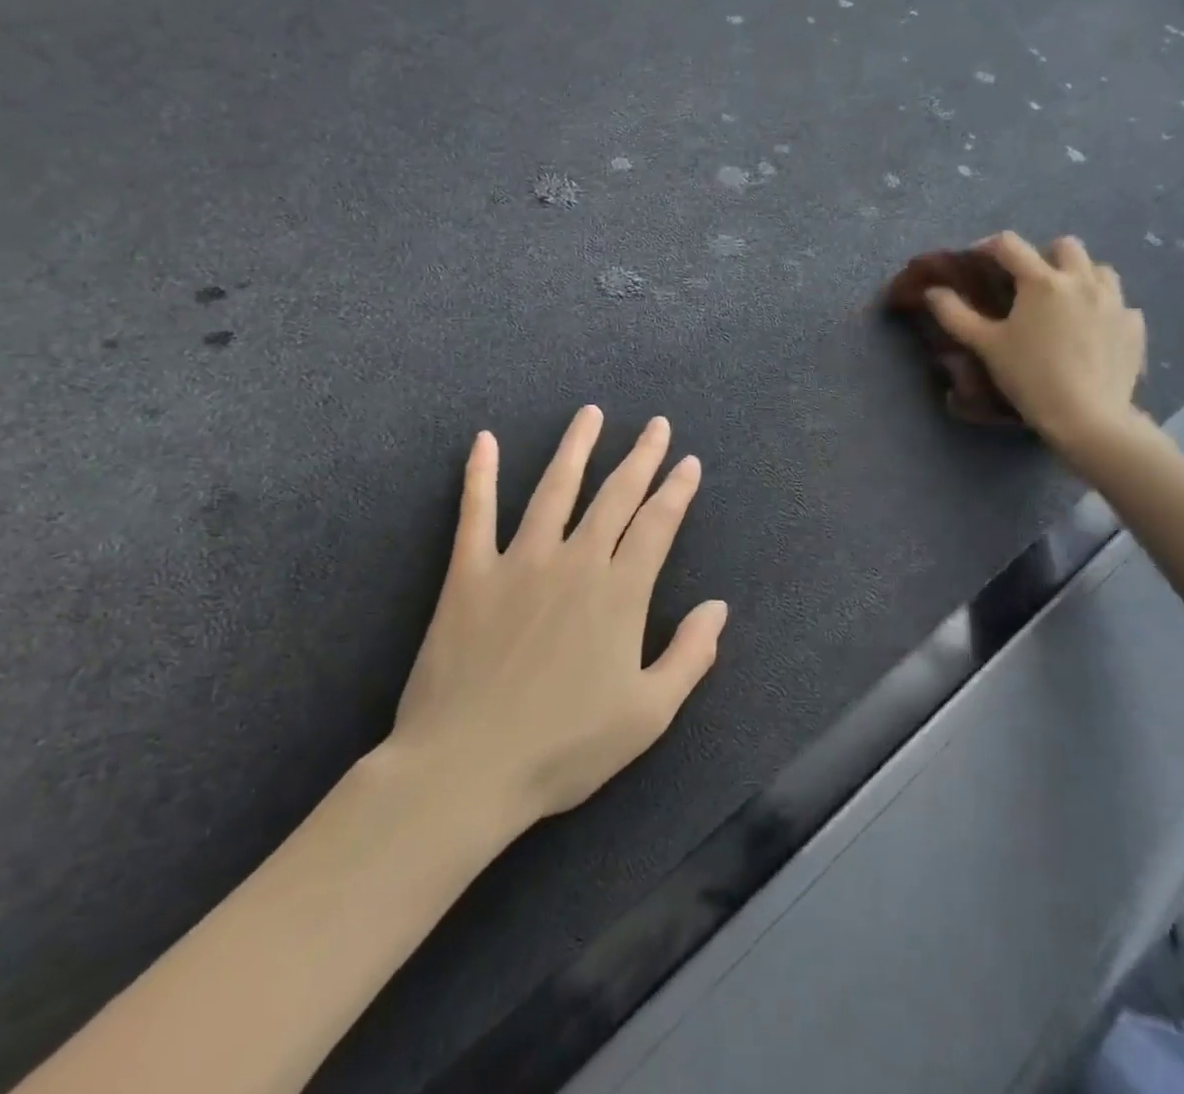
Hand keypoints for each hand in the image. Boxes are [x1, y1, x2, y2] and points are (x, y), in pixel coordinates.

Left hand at [389, 406, 726, 827]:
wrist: (466, 769)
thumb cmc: (564, 748)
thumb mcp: (648, 715)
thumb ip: (690, 656)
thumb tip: (718, 607)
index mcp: (619, 593)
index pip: (657, 526)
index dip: (676, 491)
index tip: (688, 463)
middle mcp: (575, 562)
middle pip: (615, 496)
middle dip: (640, 457)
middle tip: (656, 425)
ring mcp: (519, 562)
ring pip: (554, 490)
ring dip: (576, 449)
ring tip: (590, 414)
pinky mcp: (469, 575)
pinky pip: (475, 514)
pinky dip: (479, 475)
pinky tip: (483, 440)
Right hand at [925, 232, 1147, 464]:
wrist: (1087, 416)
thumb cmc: (1030, 377)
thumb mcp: (986, 346)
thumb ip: (955, 314)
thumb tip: (933, 291)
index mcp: (1042, 281)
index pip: (1010, 245)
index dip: (988, 246)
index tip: (978, 258)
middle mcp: (1082, 280)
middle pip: (1065, 246)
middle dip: (1044, 255)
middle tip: (1029, 283)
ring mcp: (1115, 301)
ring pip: (1100, 270)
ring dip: (1081, 277)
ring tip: (1067, 302)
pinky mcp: (1134, 326)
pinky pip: (1120, 305)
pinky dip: (1104, 309)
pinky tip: (1093, 330)